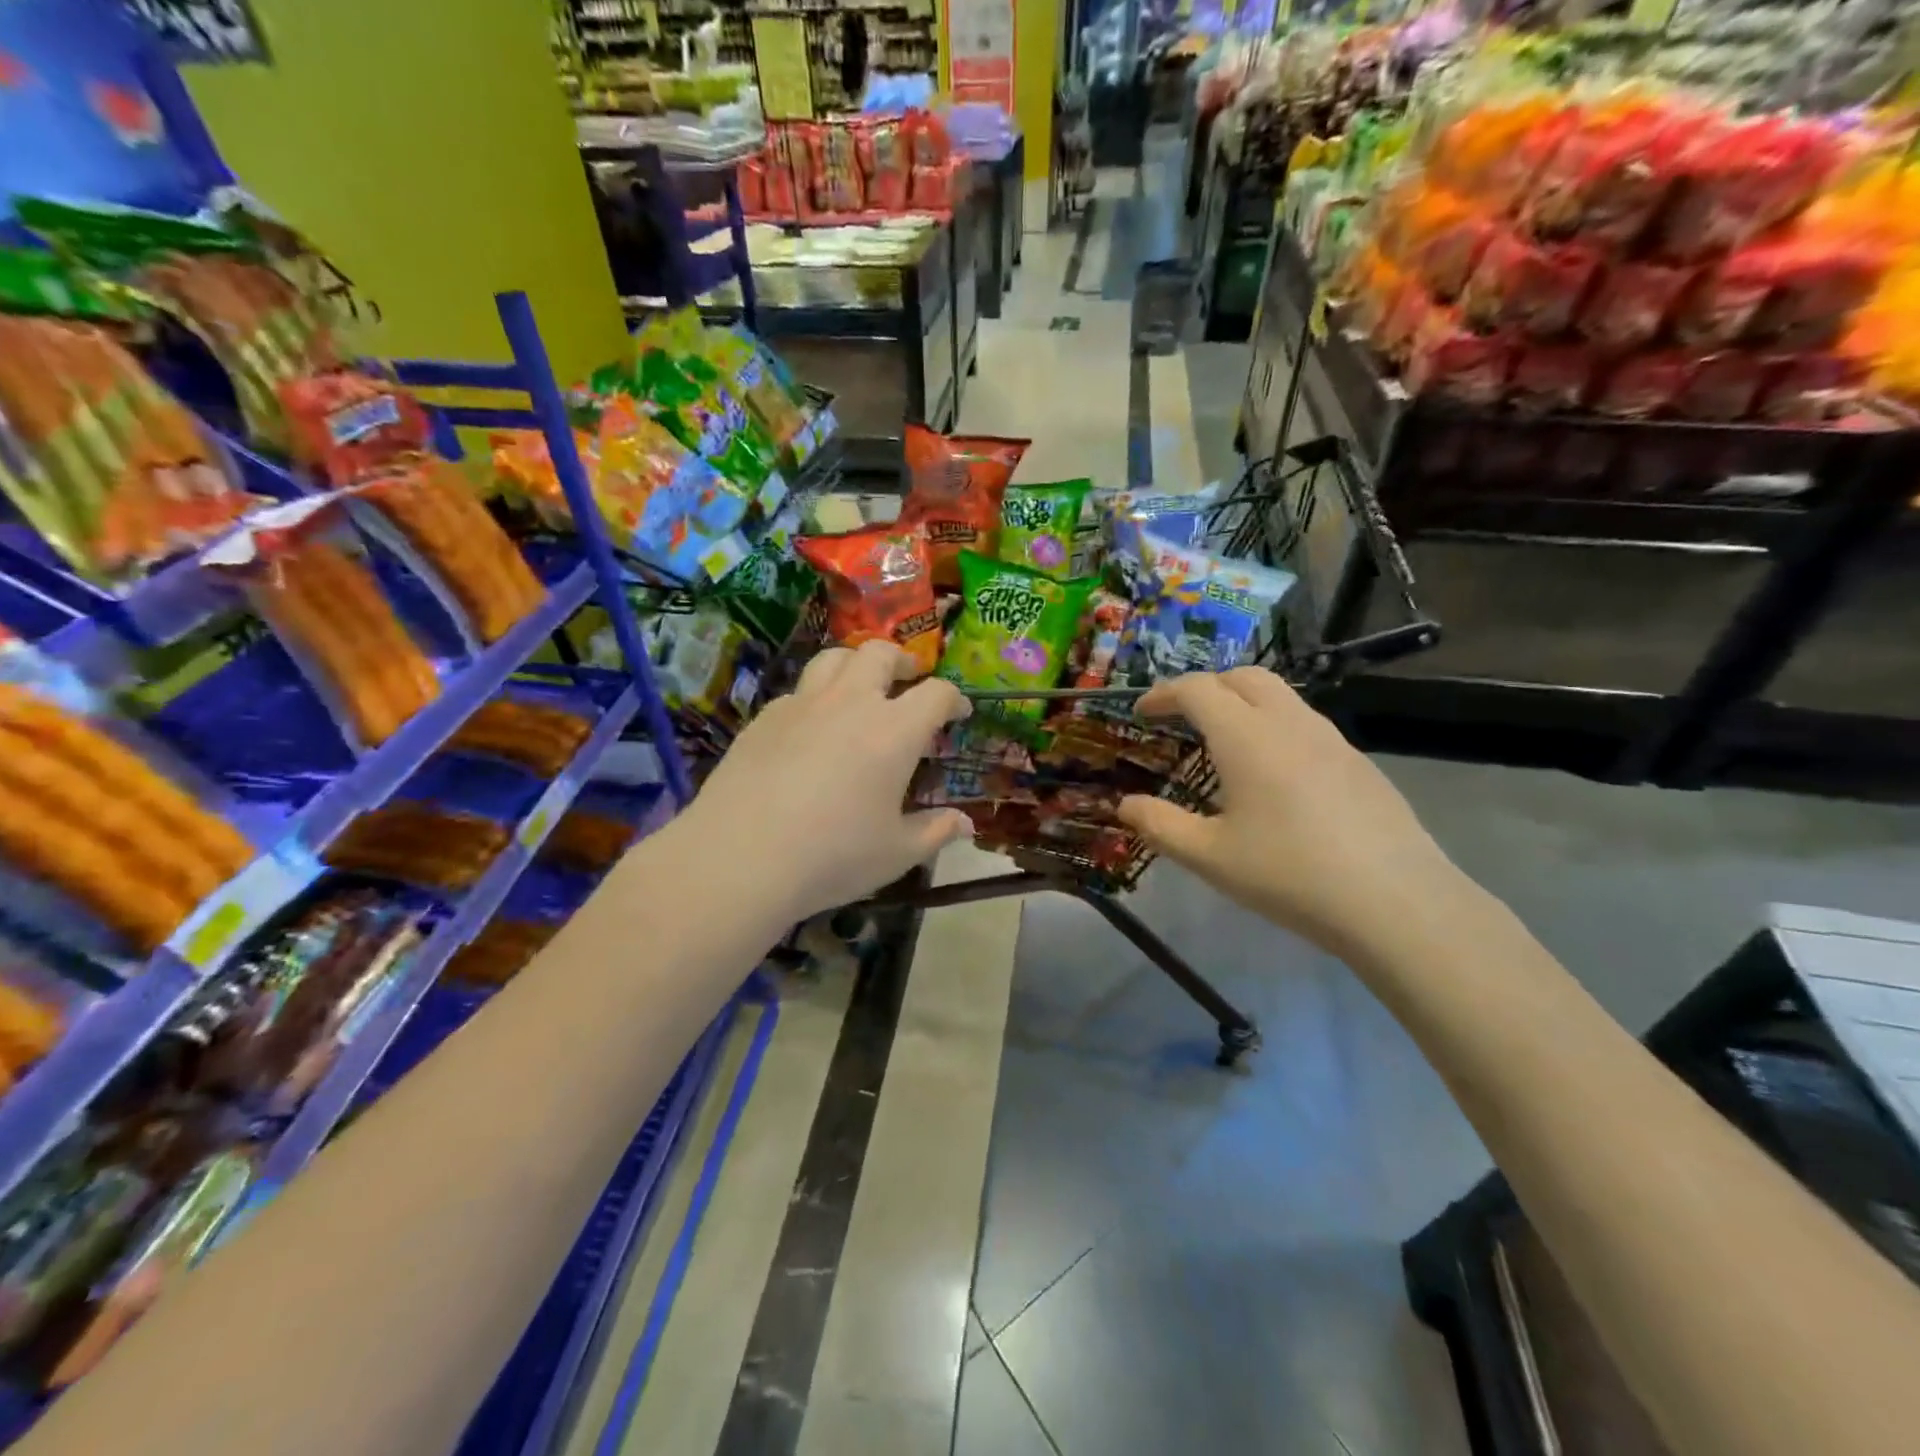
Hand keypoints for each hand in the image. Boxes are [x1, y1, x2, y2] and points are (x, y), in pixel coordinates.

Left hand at [678, 641, 972, 923]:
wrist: (740, 857)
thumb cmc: (833, 856)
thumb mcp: (896, 853)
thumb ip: (935, 832)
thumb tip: (965, 825)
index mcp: (894, 731)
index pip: (935, 694)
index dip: (953, 698)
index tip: (958, 712)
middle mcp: (850, 703)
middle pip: (880, 654)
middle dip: (903, 660)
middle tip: (909, 679)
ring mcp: (802, 705)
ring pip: (833, 658)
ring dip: (856, 663)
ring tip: (861, 685)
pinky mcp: (764, 718)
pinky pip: (798, 690)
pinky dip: (816, 696)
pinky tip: (812, 727)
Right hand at [1116, 669, 1464, 959]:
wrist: (1395, 901)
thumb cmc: (1289, 874)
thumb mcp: (1209, 857)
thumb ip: (1160, 825)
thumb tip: (1125, 805)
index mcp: (1246, 736)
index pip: (1197, 689)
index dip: (1163, 694)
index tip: (1141, 712)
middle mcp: (1289, 722)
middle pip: (1243, 677)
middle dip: (1206, 687)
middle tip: (1182, 717)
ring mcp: (1331, 739)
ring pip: (1280, 696)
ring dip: (1243, 703)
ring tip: (1225, 742)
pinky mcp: (1359, 762)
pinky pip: (1305, 724)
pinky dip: (1275, 727)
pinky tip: (1274, 776)